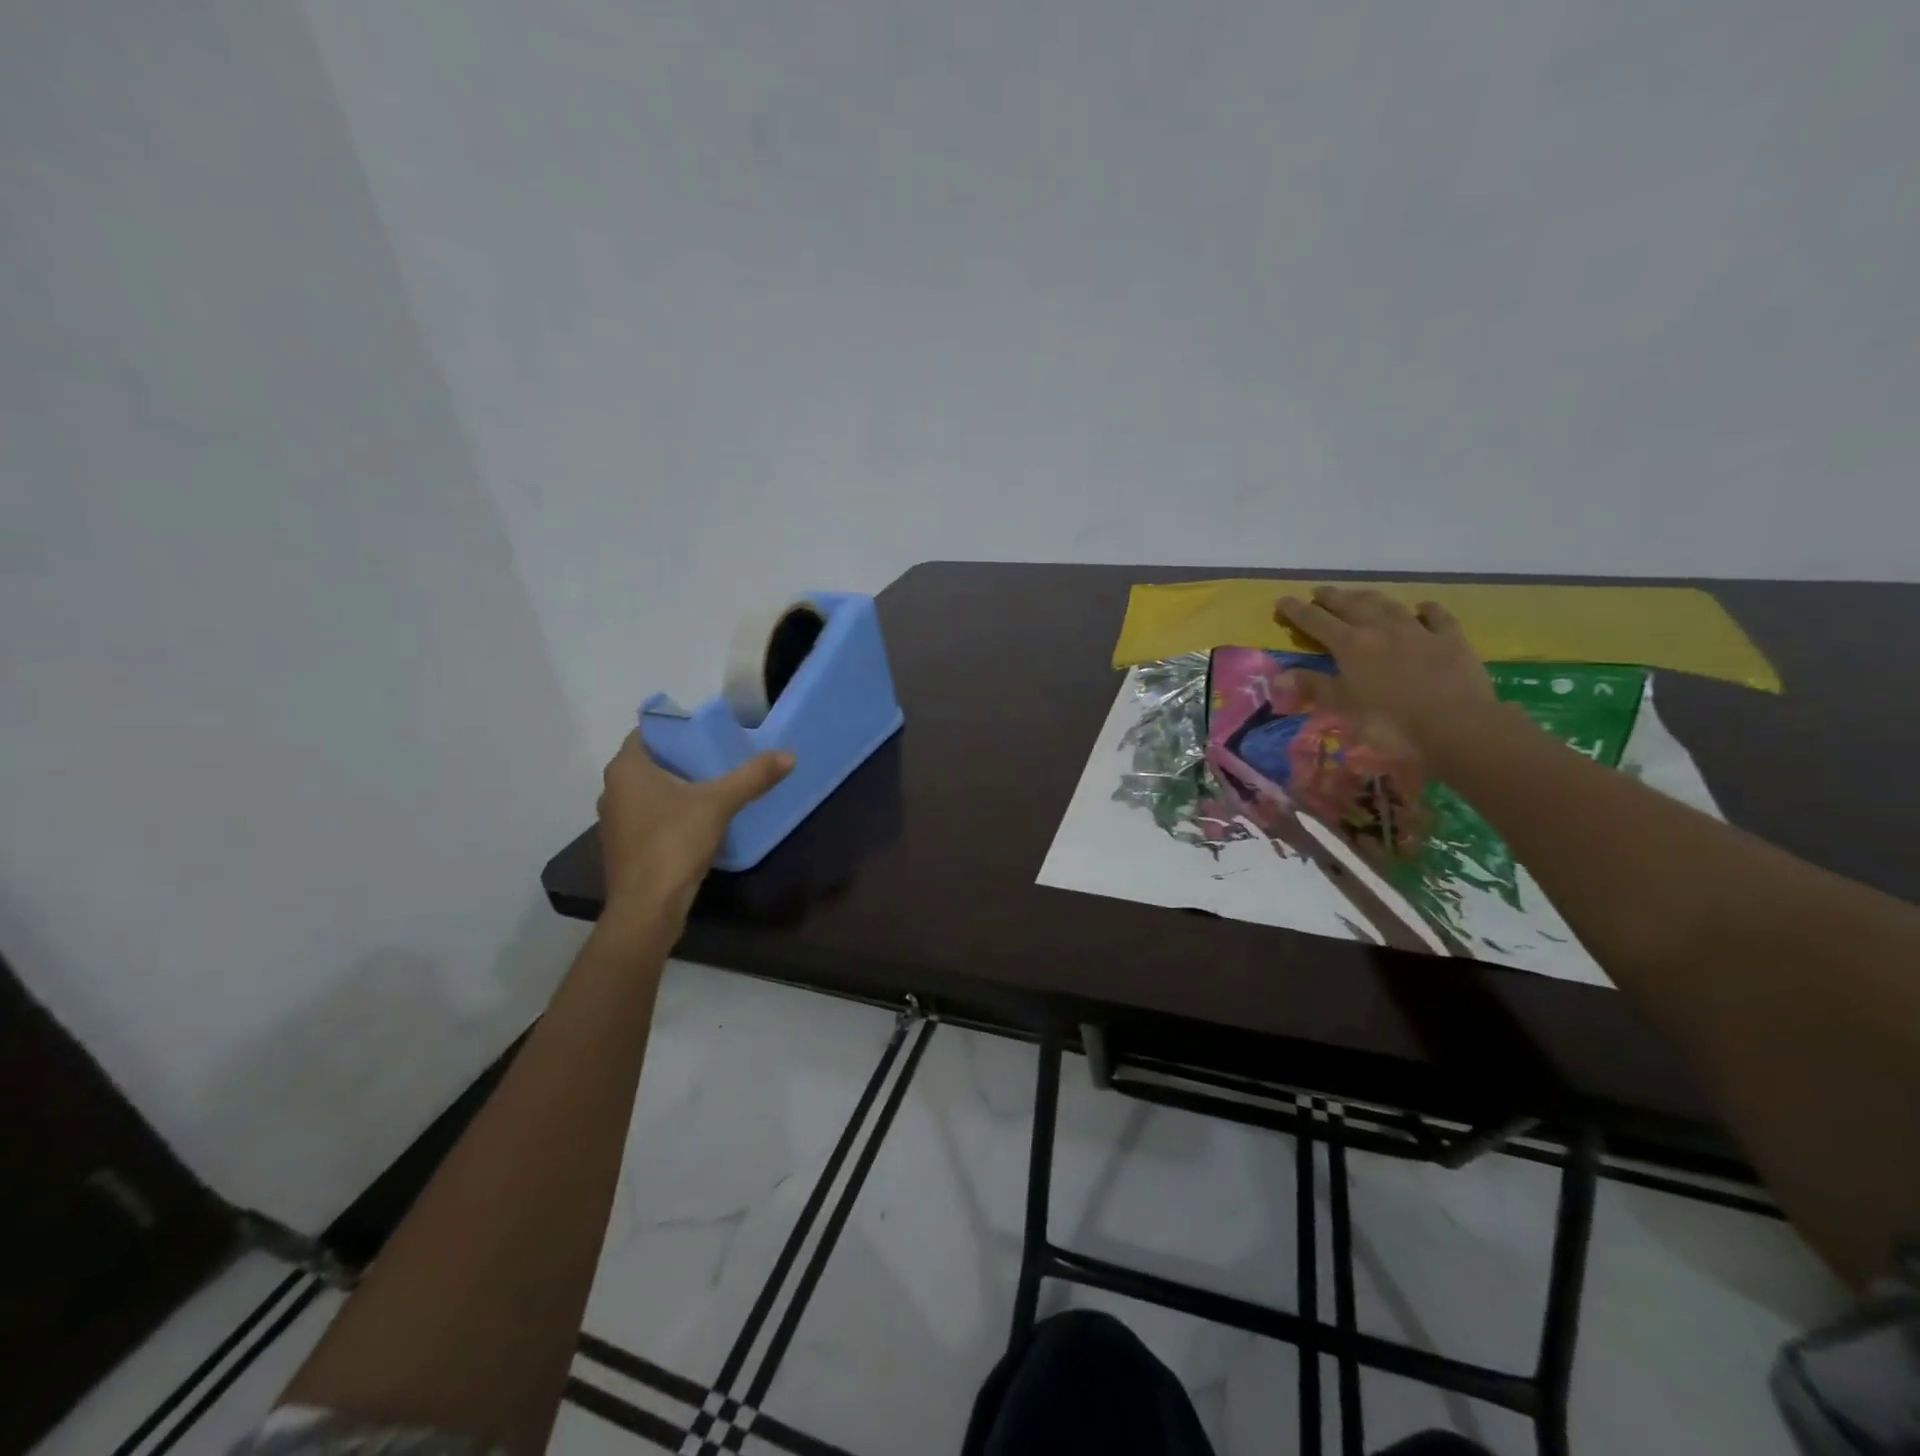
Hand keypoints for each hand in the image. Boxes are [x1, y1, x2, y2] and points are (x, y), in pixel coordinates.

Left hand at [597, 733, 793, 919]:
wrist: (647, 907)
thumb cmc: (674, 842)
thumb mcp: (719, 804)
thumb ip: (752, 777)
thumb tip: (789, 755)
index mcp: (626, 769)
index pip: (647, 732)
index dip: (676, 728)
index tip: (706, 731)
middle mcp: (612, 789)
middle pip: (649, 762)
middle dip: (681, 758)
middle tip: (717, 755)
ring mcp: (615, 821)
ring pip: (648, 792)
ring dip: (675, 787)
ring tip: (712, 785)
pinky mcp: (623, 847)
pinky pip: (648, 816)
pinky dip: (669, 813)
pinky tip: (697, 820)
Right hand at [1275, 586, 1500, 762]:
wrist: (1456, 726)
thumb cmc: (1390, 722)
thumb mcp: (1344, 708)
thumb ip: (1314, 687)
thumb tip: (1279, 675)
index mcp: (1351, 645)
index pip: (1316, 622)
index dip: (1297, 611)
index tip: (1282, 600)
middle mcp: (1381, 629)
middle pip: (1351, 606)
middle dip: (1331, 597)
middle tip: (1319, 591)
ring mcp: (1418, 631)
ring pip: (1388, 605)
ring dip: (1369, 597)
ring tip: (1358, 594)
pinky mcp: (1450, 639)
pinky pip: (1436, 616)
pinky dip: (1426, 609)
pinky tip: (1421, 607)